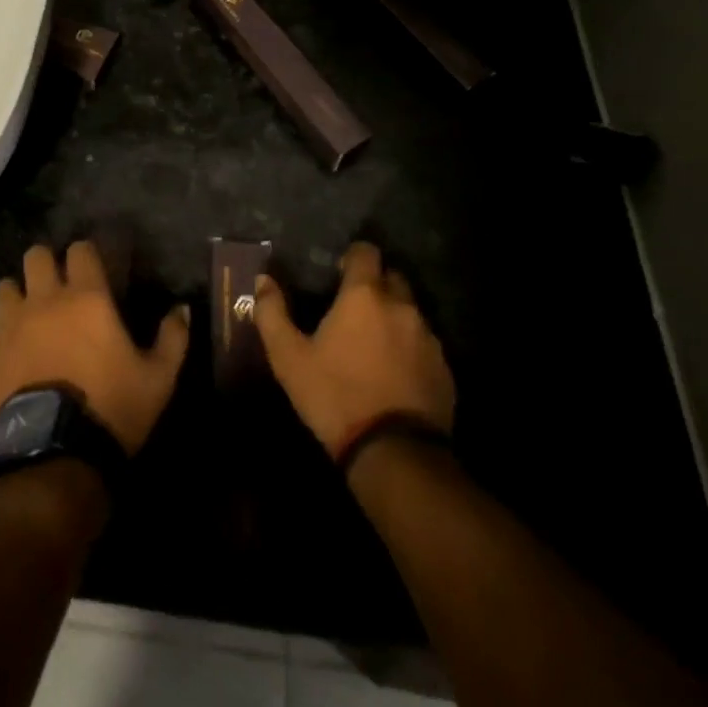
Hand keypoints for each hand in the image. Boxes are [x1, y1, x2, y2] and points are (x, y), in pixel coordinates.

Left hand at [0, 241, 189, 455]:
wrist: (55, 456)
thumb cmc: (112, 408)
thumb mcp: (158, 378)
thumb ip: (173, 338)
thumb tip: (182, 308)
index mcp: (87, 297)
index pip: (79, 250)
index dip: (86, 255)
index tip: (93, 270)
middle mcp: (45, 300)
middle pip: (35, 256)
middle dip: (46, 265)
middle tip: (58, 287)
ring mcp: (11, 326)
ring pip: (4, 288)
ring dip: (17, 295)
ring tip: (28, 315)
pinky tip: (9, 350)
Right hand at [252, 242, 454, 460]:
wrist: (394, 454)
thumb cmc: (335, 396)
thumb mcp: (289, 357)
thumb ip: (272, 313)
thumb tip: (263, 280)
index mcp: (364, 295)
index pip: (366, 252)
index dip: (352, 258)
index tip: (339, 275)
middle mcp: (402, 306)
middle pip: (392, 277)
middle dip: (375, 285)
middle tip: (353, 310)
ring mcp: (428, 338)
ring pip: (410, 312)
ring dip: (393, 319)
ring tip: (373, 346)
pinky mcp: (444, 369)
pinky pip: (425, 345)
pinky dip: (409, 350)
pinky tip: (394, 375)